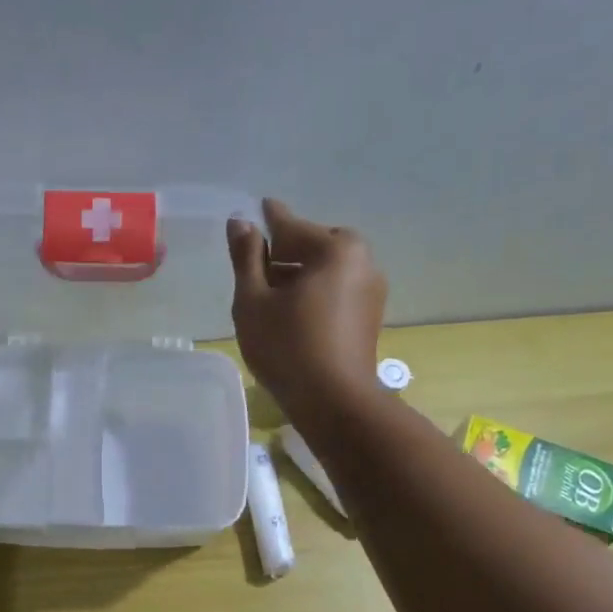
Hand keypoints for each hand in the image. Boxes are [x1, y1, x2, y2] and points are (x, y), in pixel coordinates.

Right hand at [228, 198, 386, 425]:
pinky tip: (294, 316)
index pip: (290, 226)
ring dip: (299, 275)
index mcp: (334, 247)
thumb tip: (241, 221)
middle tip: (257, 271)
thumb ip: (246, 257)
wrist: (335, 403)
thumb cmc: (287, 348)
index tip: (256, 208)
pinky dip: (314, 293)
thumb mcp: (253, 301)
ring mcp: (372, 289)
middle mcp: (362, 259)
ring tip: (272, 298)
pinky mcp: (371, 316)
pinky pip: (337, 290)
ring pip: (326, 270)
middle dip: (285, 253)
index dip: (267, 221)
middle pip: (312, 245)